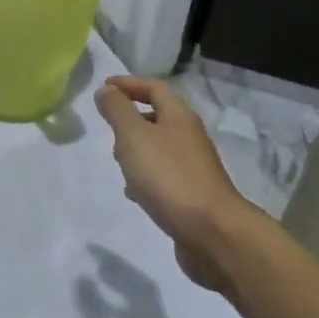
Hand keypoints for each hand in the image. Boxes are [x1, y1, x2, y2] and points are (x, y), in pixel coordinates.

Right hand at [95, 77, 255, 289]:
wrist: (213, 234)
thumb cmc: (169, 176)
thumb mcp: (134, 136)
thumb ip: (117, 110)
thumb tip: (106, 91)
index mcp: (179, 116)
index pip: (154, 87)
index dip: (128, 84)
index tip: (104, 87)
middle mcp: (189, 137)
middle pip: (158, 116)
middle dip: (131, 118)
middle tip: (108, 127)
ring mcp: (194, 167)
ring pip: (159, 147)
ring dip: (137, 149)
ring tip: (117, 161)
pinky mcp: (192, 195)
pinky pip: (163, 175)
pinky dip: (145, 176)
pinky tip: (134, 192)